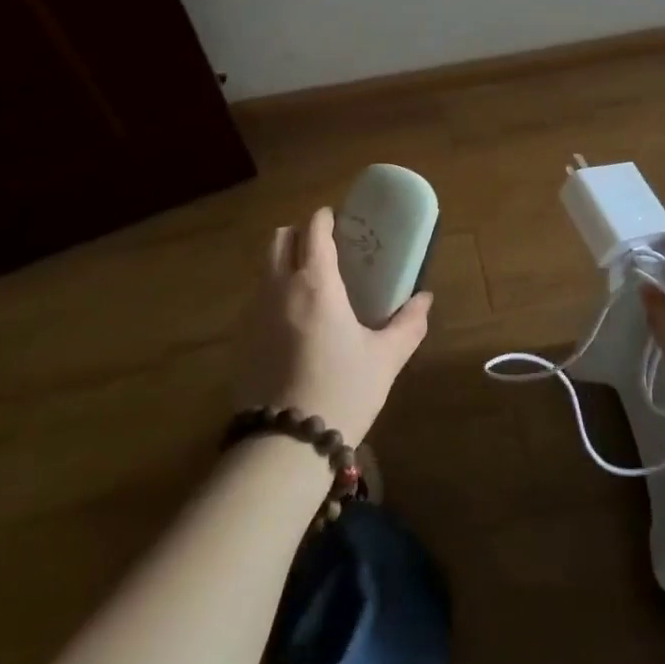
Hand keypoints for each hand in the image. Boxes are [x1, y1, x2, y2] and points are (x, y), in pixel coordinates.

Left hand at [234, 207, 432, 443]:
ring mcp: (253, 313)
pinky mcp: (239, 339)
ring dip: (283, 264)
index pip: (314, 230)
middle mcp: (279, 287)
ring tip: (308, 287)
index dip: (325, 218)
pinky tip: (291, 325)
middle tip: (323, 248)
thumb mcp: (385, 358)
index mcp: (316, 283)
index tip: (338, 220)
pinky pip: (255, 300)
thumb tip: (425, 298)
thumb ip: (408, 323)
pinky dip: (272, 296)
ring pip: (264, 269)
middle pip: (280, 239)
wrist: (286, 444)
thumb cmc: (344, 390)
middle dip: (299, 235)